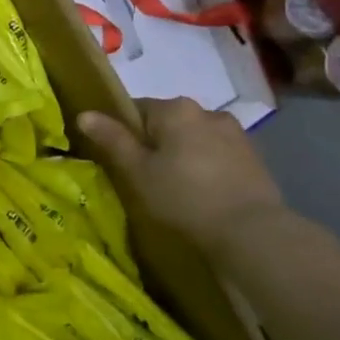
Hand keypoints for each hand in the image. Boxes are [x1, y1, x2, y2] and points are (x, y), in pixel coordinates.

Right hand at [79, 100, 284, 253]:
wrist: (251, 231)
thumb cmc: (183, 197)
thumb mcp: (137, 171)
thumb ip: (112, 139)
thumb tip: (85, 114)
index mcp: (175, 109)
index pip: (136, 108)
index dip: (123, 132)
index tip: (120, 158)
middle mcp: (207, 111)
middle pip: (167, 123)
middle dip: (155, 143)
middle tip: (146, 177)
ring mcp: (235, 133)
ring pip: (193, 138)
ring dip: (183, 154)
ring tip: (176, 188)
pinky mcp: (254, 157)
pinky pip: (217, 154)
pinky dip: (206, 167)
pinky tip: (202, 193)